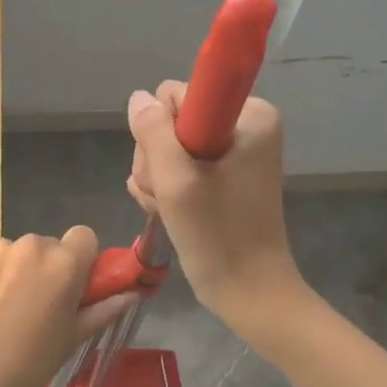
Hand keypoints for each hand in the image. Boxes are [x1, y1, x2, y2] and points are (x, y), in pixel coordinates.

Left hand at [0, 227, 133, 386]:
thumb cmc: (27, 367)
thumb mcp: (71, 340)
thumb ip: (103, 310)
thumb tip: (132, 294)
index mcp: (64, 263)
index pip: (84, 237)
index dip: (81, 260)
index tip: (71, 288)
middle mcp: (31, 244)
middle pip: (48, 246)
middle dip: (45, 268)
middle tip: (35, 307)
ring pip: (15, 252)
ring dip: (15, 271)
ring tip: (1, 310)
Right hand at [127, 84, 300, 340]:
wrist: (249, 292)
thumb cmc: (218, 235)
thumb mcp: (177, 180)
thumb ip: (153, 131)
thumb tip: (138, 97)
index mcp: (249, 115)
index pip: (175, 95)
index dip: (162, 131)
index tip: (173, 169)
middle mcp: (243, 125)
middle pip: (169, 121)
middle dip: (158, 160)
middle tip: (171, 196)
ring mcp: (231, 150)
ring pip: (166, 146)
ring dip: (158, 180)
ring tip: (171, 209)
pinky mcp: (221, 174)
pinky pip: (176, 165)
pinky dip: (166, 189)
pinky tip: (171, 212)